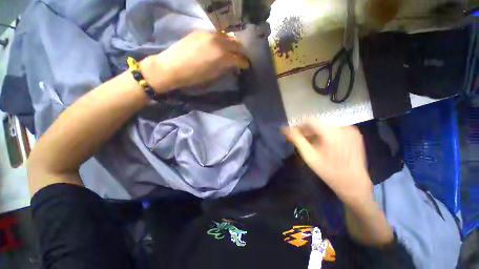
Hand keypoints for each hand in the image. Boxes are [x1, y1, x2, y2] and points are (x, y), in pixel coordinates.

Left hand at [142, 31, 248, 92]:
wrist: (171, 67)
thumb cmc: (194, 77)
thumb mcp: (213, 76)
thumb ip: (225, 68)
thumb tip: (233, 65)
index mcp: (222, 56)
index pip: (239, 58)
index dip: (244, 63)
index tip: (246, 66)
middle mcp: (218, 42)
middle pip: (236, 44)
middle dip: (241, 52)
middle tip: (242, 58)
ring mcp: (209, 34)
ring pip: (227, 36)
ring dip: (232, 44)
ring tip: (232, 50)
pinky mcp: (201, 31)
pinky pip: (217, 34)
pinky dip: (223, 40)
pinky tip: (221, 45)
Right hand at [283, 119, 372, 205]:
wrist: (354, 183)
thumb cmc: (329, 171)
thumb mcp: (309, 156)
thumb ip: (296, 139)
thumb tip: (285, 128)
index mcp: (331, 132)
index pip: (309, 120)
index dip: (299, 126)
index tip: (294, 134)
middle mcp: (342, 126)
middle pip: (318, 122)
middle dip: (307, 130)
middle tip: (302, 140)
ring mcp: (351, 130)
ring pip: (325, 125)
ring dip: (316, 132)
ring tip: (313, 144)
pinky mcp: (355, 134)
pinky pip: (334, 129)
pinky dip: (326, 134)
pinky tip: (324, 145)